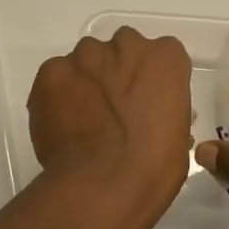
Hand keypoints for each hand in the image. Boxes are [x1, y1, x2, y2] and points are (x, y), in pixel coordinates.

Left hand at [26, 27, 193, 228]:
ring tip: (82, 120)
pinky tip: (62, 124)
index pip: (159, 57)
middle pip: (120, 51)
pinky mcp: (52, 71)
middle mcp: (126, 43)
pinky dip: (57, 95)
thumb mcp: (177, 132)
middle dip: (116, 74)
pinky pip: (56, 77)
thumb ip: (160, 105)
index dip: (149, 81)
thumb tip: (145, 112)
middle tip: (113, 110)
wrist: (104, 184)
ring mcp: (85, 55)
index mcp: (164, 57)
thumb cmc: (154, 166)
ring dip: (86, 82)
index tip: (143, 104)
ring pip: (85, 61)